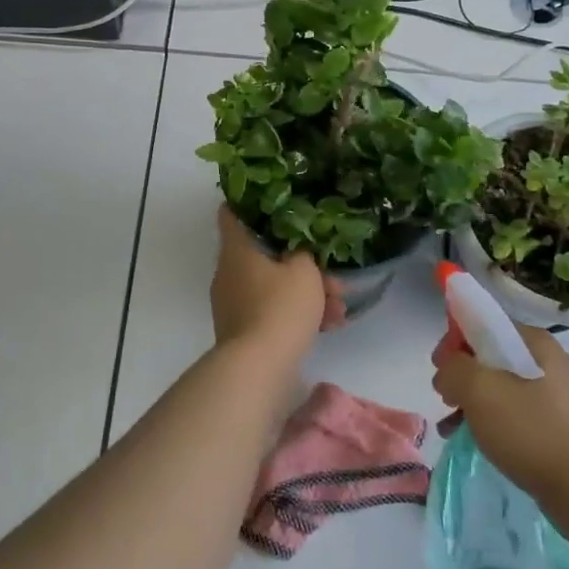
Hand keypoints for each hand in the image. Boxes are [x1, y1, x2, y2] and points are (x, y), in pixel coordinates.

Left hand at [210, 207, 344, 354]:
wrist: (259, 367)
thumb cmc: (280, 306)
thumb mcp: (304, 270)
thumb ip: (305, 251)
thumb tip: (299, 249)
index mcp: (237, 248)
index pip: (233, 213)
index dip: (251, 203)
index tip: (276, 202)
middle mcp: (229, 271)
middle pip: (264, 254)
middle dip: (301, 262)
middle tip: (331, 273)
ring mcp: (234, 302)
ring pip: (273, 284)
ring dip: (306, 292)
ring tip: (339, 307)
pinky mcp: (243, 328)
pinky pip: (272, 309)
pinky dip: (296, 313)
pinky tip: (330, 325)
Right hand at [431, 322, 568, 502]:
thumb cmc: (530, 430)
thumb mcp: (479, 389)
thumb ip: (453, 368)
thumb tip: (448, 370)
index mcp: (536, 343)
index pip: (487, 324)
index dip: (456, 340)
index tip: (439, 367)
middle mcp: (550, 362)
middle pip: (492, 356)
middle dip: (463, 375)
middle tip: (445, 398)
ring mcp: (558, 396)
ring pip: (502, 387)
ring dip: (472, 401)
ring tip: (451, 425)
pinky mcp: (559, 427)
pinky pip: (516, 412)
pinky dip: (491, 420)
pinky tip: (473, 440)